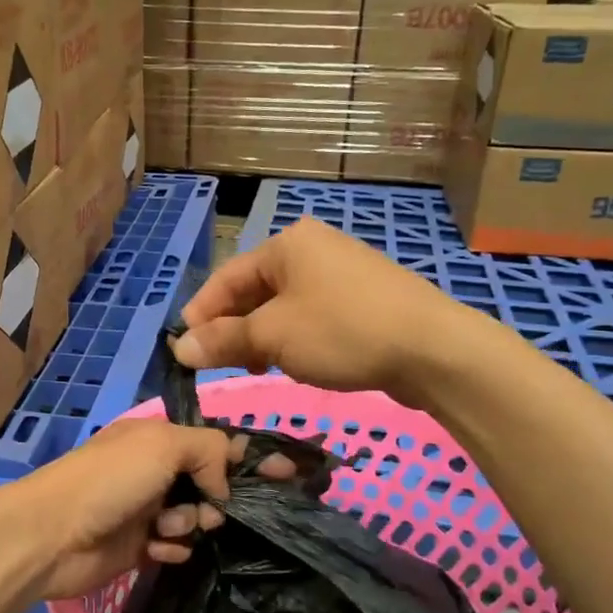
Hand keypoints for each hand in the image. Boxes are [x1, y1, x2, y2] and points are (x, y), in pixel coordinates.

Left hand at [11, 419, 236, 602]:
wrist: (52, 535)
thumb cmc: (109, 481)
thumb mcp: (163, 445)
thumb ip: (209, 450)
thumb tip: (223, 484)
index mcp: (158, 437)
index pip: (214, 441)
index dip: (248, 456)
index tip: (287, 473)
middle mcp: (155, 470)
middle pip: (210, 482)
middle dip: (219, 497)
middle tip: (214, 510)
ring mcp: (147, 508)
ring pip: (197, 517)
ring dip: (190, 523)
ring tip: (166, 527)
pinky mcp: (140, 545)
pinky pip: (177, 546)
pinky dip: (172, 547)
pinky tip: (155, 548)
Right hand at [173, 218, 461, 395]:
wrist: (433, 349)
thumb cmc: (342, 332)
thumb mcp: (272, 338)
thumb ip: (223, 341)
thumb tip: (179, 348)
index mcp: (286, 244)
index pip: (226, 278)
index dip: (201, 315)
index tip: (184, 351)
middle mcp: (312, 249)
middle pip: (253, 290)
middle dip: (233, 328)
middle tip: (219, 365)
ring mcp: (341, 271)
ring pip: (282, 305)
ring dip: (261, 336)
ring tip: (254, 368)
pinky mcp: (362, 298)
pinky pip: (311, 314)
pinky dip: (292, 337)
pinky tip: (293, 362)